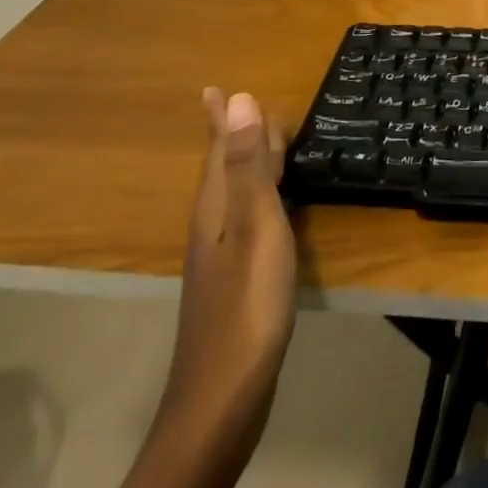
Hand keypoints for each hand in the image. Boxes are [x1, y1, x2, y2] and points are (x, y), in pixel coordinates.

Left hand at [159, 89, 297, 440]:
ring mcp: (223, 257)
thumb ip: (249, 165)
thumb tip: (238, 98)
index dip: (219, 120)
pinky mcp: (238, 280)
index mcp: (216, 208)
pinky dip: (261, 195)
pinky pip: (249, 218)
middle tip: (247, 107)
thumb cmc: (246, 304)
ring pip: (236, 194)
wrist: (223, 398)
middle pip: (224, 169)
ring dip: (248, 163)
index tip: (214, 89)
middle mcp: (214, 226)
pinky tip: (274, 207)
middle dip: (234, 136)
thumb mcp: (254, 224)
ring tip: (264, 143)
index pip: (218, 150)